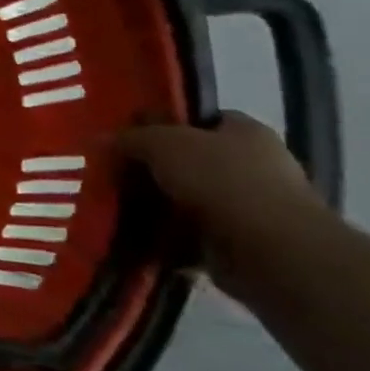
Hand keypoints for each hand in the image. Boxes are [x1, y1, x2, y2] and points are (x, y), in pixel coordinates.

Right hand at [117, 112, 334, 289]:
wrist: (270, 250)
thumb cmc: (221, 180)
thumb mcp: (163, 144)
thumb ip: (131, 138)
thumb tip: (99, 139)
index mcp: (245, 132)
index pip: (202, 119)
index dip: (166, 124)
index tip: (131, 137)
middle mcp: (254, 166)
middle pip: (191, 161)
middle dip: (154, 170)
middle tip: (115, 175)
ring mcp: (250, 207)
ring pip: (188, 200)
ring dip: (157, 206)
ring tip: (117, 208)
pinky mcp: (241, 243)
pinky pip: (191, 235)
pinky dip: (167, 238)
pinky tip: (137, 236)